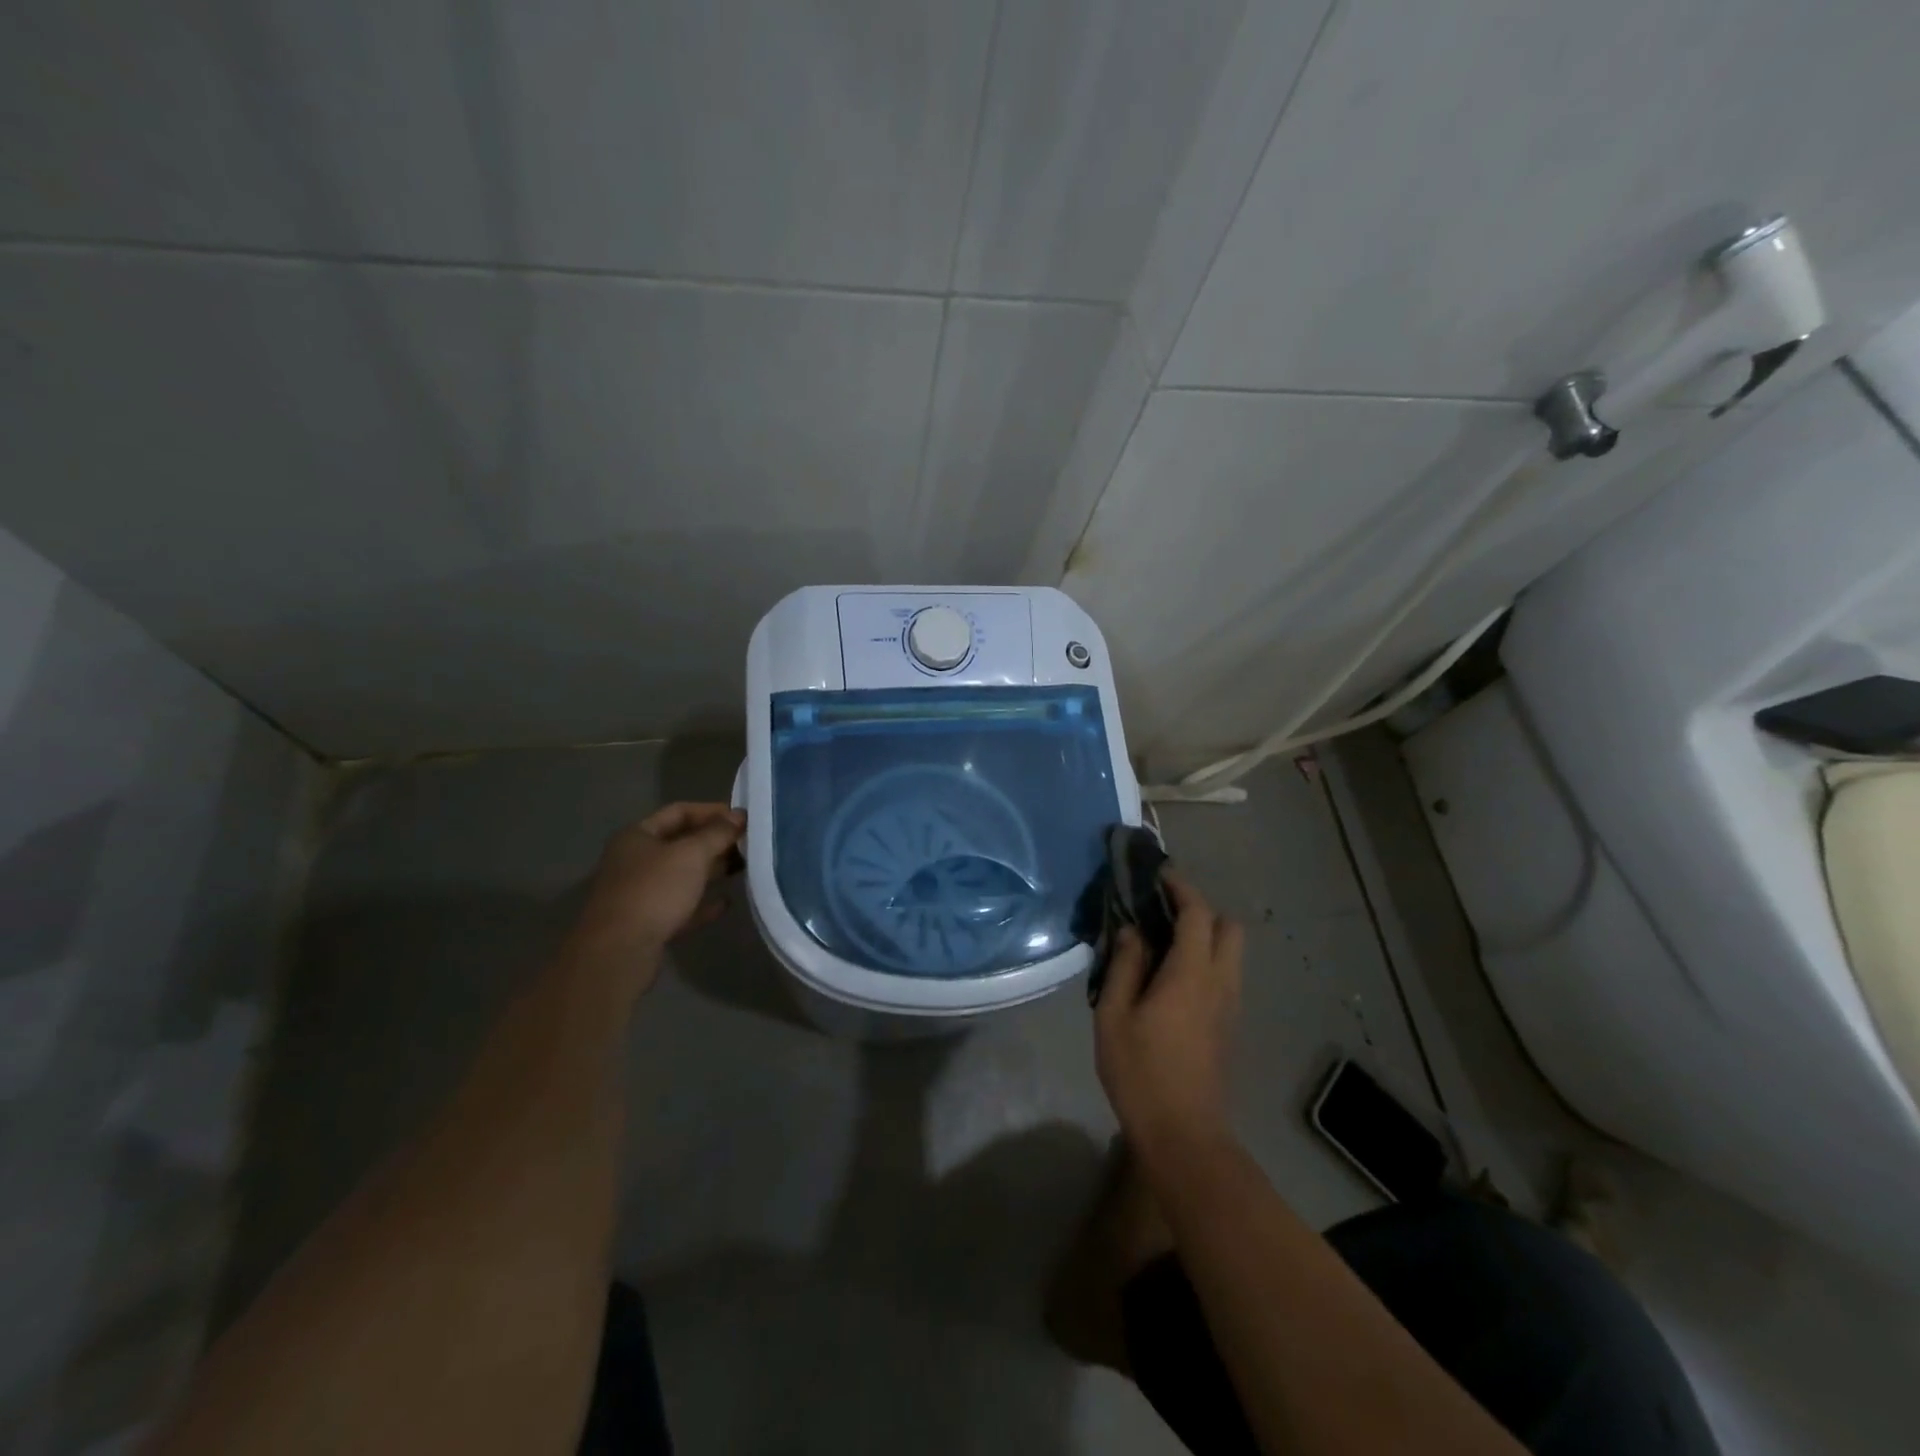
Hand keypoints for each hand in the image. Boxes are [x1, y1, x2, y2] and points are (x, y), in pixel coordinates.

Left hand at [564, 803, 745, 992]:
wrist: (619, 952)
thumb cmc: (654, 891)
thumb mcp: (691, 854)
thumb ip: (718, 833)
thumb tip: (739, 816)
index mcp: (637, 836)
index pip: (679, 812)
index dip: (712, 811)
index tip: (742, 819)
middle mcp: (634, 861)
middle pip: (681, 843)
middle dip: (715, 842)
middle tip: (748, 844)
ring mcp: (639, 893)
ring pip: (682, 875)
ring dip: (712, 871)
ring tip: (744, 869)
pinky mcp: (647, 923)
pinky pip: (680, 906)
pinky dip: (702, 903)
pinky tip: (725, 904)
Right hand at [1094, 872, 1243, 1159]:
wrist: (1183, 1134)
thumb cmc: (1141, 1072)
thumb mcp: (1114, 1015)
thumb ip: (1125, 966)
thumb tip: (1134, 931)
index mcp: (1192, 974)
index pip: (1198, 913)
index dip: (1181, 887)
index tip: (1158, 874)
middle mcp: (1221, 982)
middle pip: (1228, 927)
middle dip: (1200, 909)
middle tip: (1162, 911)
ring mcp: (1230, 1005)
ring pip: (1232, 952)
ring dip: (1205, 934)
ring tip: (1163, 941)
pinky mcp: (1229, 1024)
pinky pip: (1225, 974)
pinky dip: (1206, 958)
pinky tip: (1172, 975)